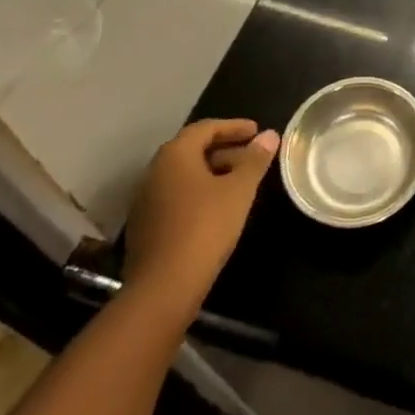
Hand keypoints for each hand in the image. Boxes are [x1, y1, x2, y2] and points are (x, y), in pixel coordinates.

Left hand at [124, 119, 278, 320]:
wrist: (163, 288)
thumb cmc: (205, 227)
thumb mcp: (239, 189)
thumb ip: (255, 159)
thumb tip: (270, 135)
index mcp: (175, 155)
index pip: (206, 128)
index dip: (234, 127)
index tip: (257, 131)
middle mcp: (155, 171)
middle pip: (193, 150)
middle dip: (225, 149)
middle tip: (252, 156)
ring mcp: (146, 200)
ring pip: (184, 175)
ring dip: (212, 172)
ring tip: (239, 182)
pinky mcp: (145, 226)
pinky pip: (176, 196)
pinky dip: (198, 193)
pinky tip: (217, 208)